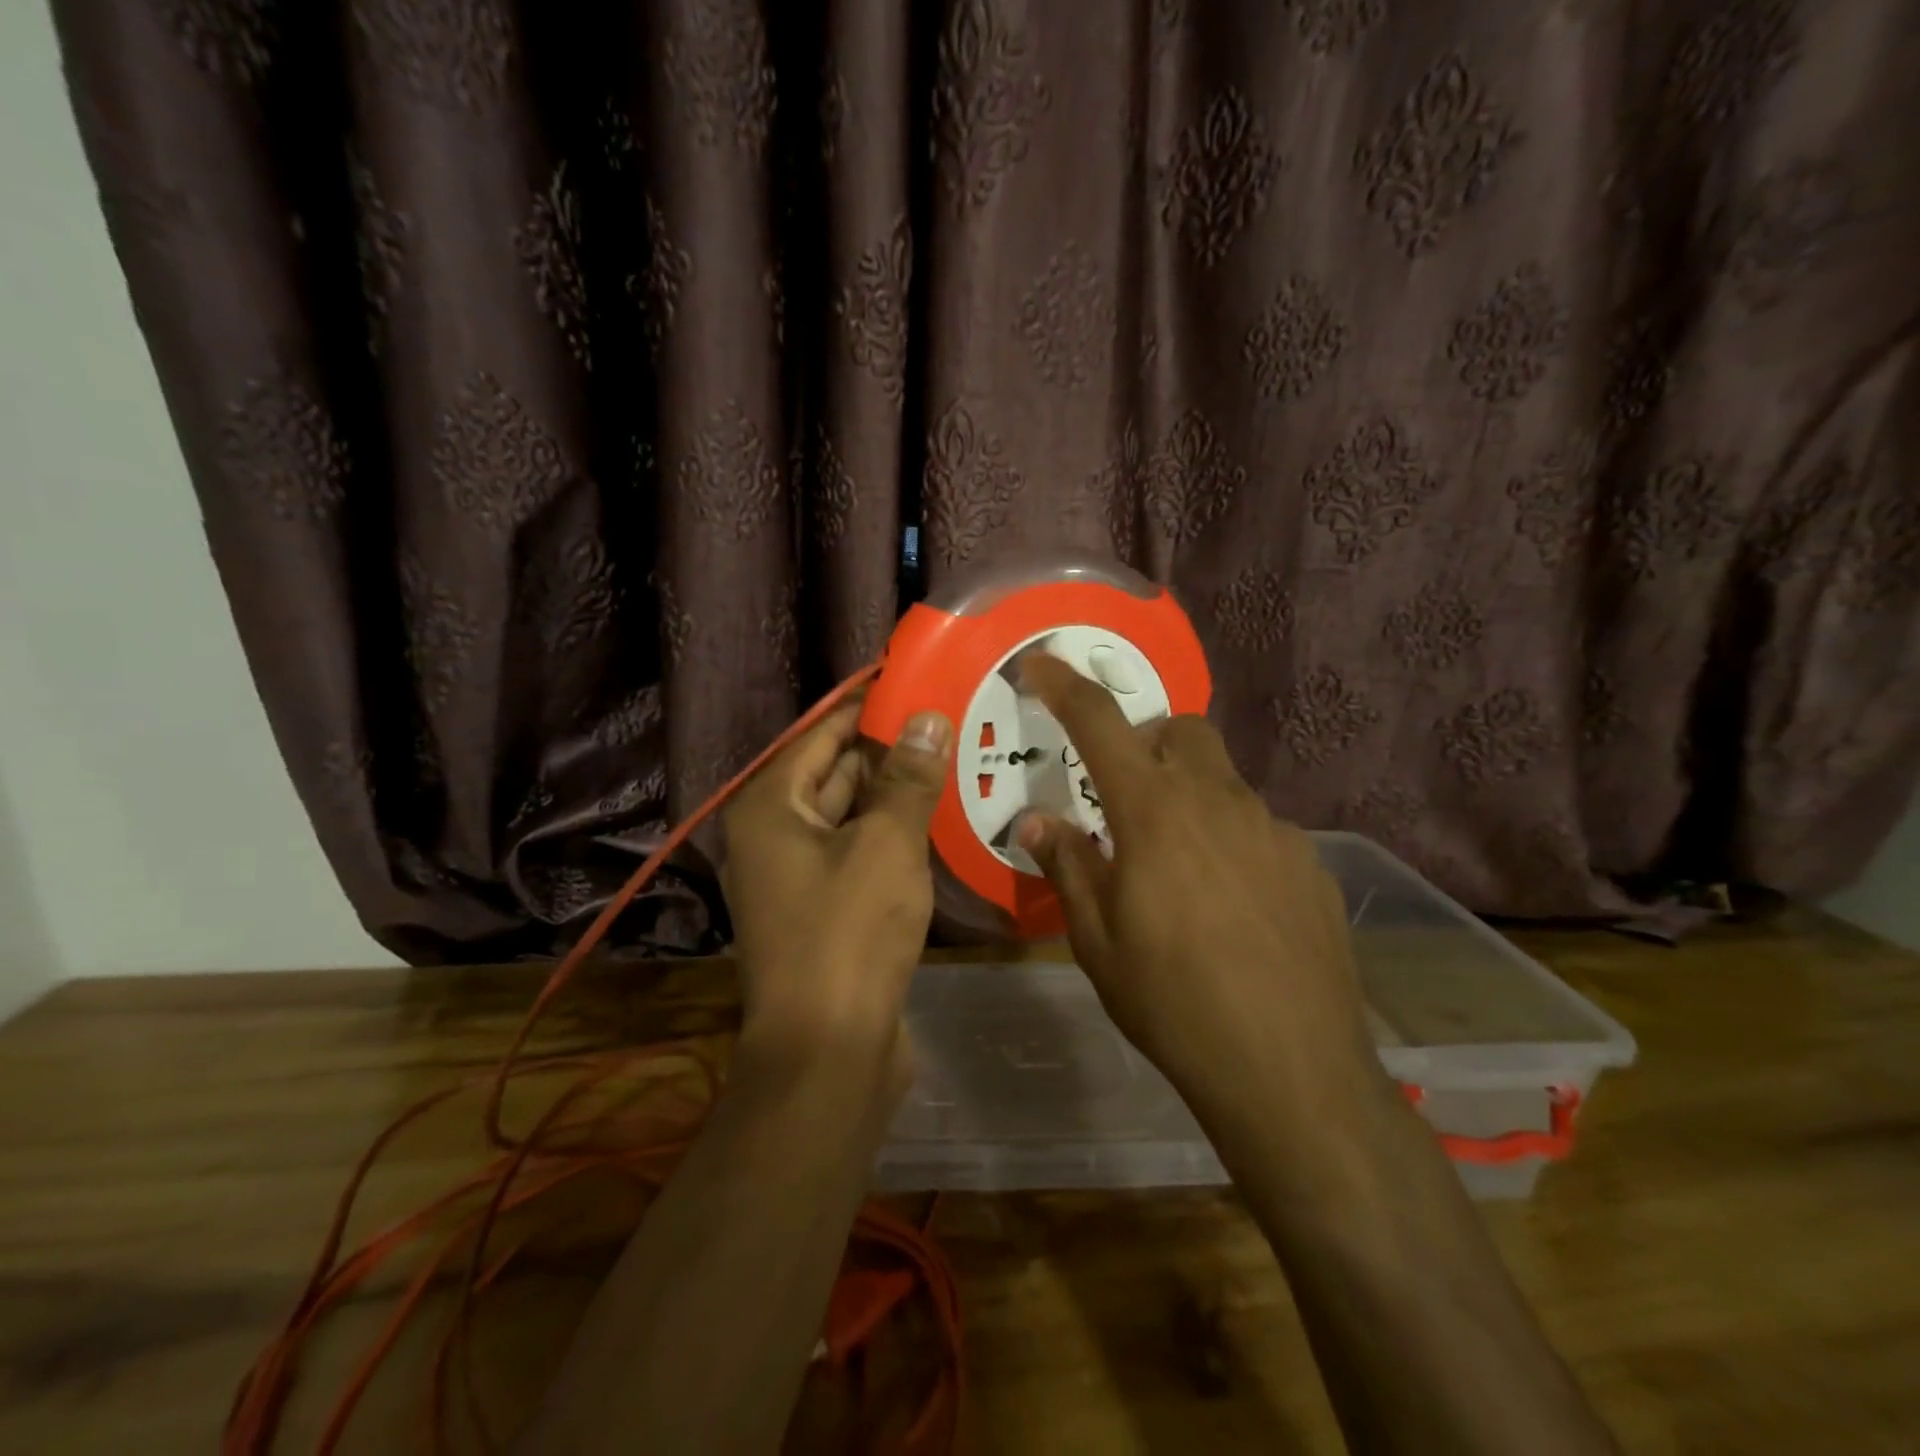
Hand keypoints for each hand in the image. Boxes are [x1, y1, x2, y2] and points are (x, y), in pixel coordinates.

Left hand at [721, 700, 953, 1072]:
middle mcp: (774, 836)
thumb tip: (927, 717)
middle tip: (945, 718)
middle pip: (833, 773)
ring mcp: (797, 877)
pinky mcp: (825, 911)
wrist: (828, 1052)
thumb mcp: (886, 845)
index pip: (821, 734)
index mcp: (770, 808)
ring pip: (850, 816)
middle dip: (887, 749)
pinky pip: (859, 854)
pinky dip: (891, 835)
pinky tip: (936, 820)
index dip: (866, 706)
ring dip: (894, 793)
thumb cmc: (848, 934)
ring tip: (951, 758)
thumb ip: (907, 778)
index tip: (913, 682)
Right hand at [1013, 653, 1384, 1123]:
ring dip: (1190, 797)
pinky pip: (1260, 827)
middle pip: (1181, 731)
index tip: (1040, 664)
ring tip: (1179, 868)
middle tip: (1126, 797)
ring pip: (1223, 780)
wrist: (1290, 1070)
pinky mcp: (1310, 862)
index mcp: (1154, 813)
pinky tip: (1230, 904)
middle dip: (1147, 743)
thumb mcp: (1097, 939)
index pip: (1100, 724)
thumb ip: (1068, 865)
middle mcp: (1217, 802)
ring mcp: (1273, 829)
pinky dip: (1231, 839)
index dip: (1065, 686)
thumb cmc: (1172, 1002)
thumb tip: (1037, 820)